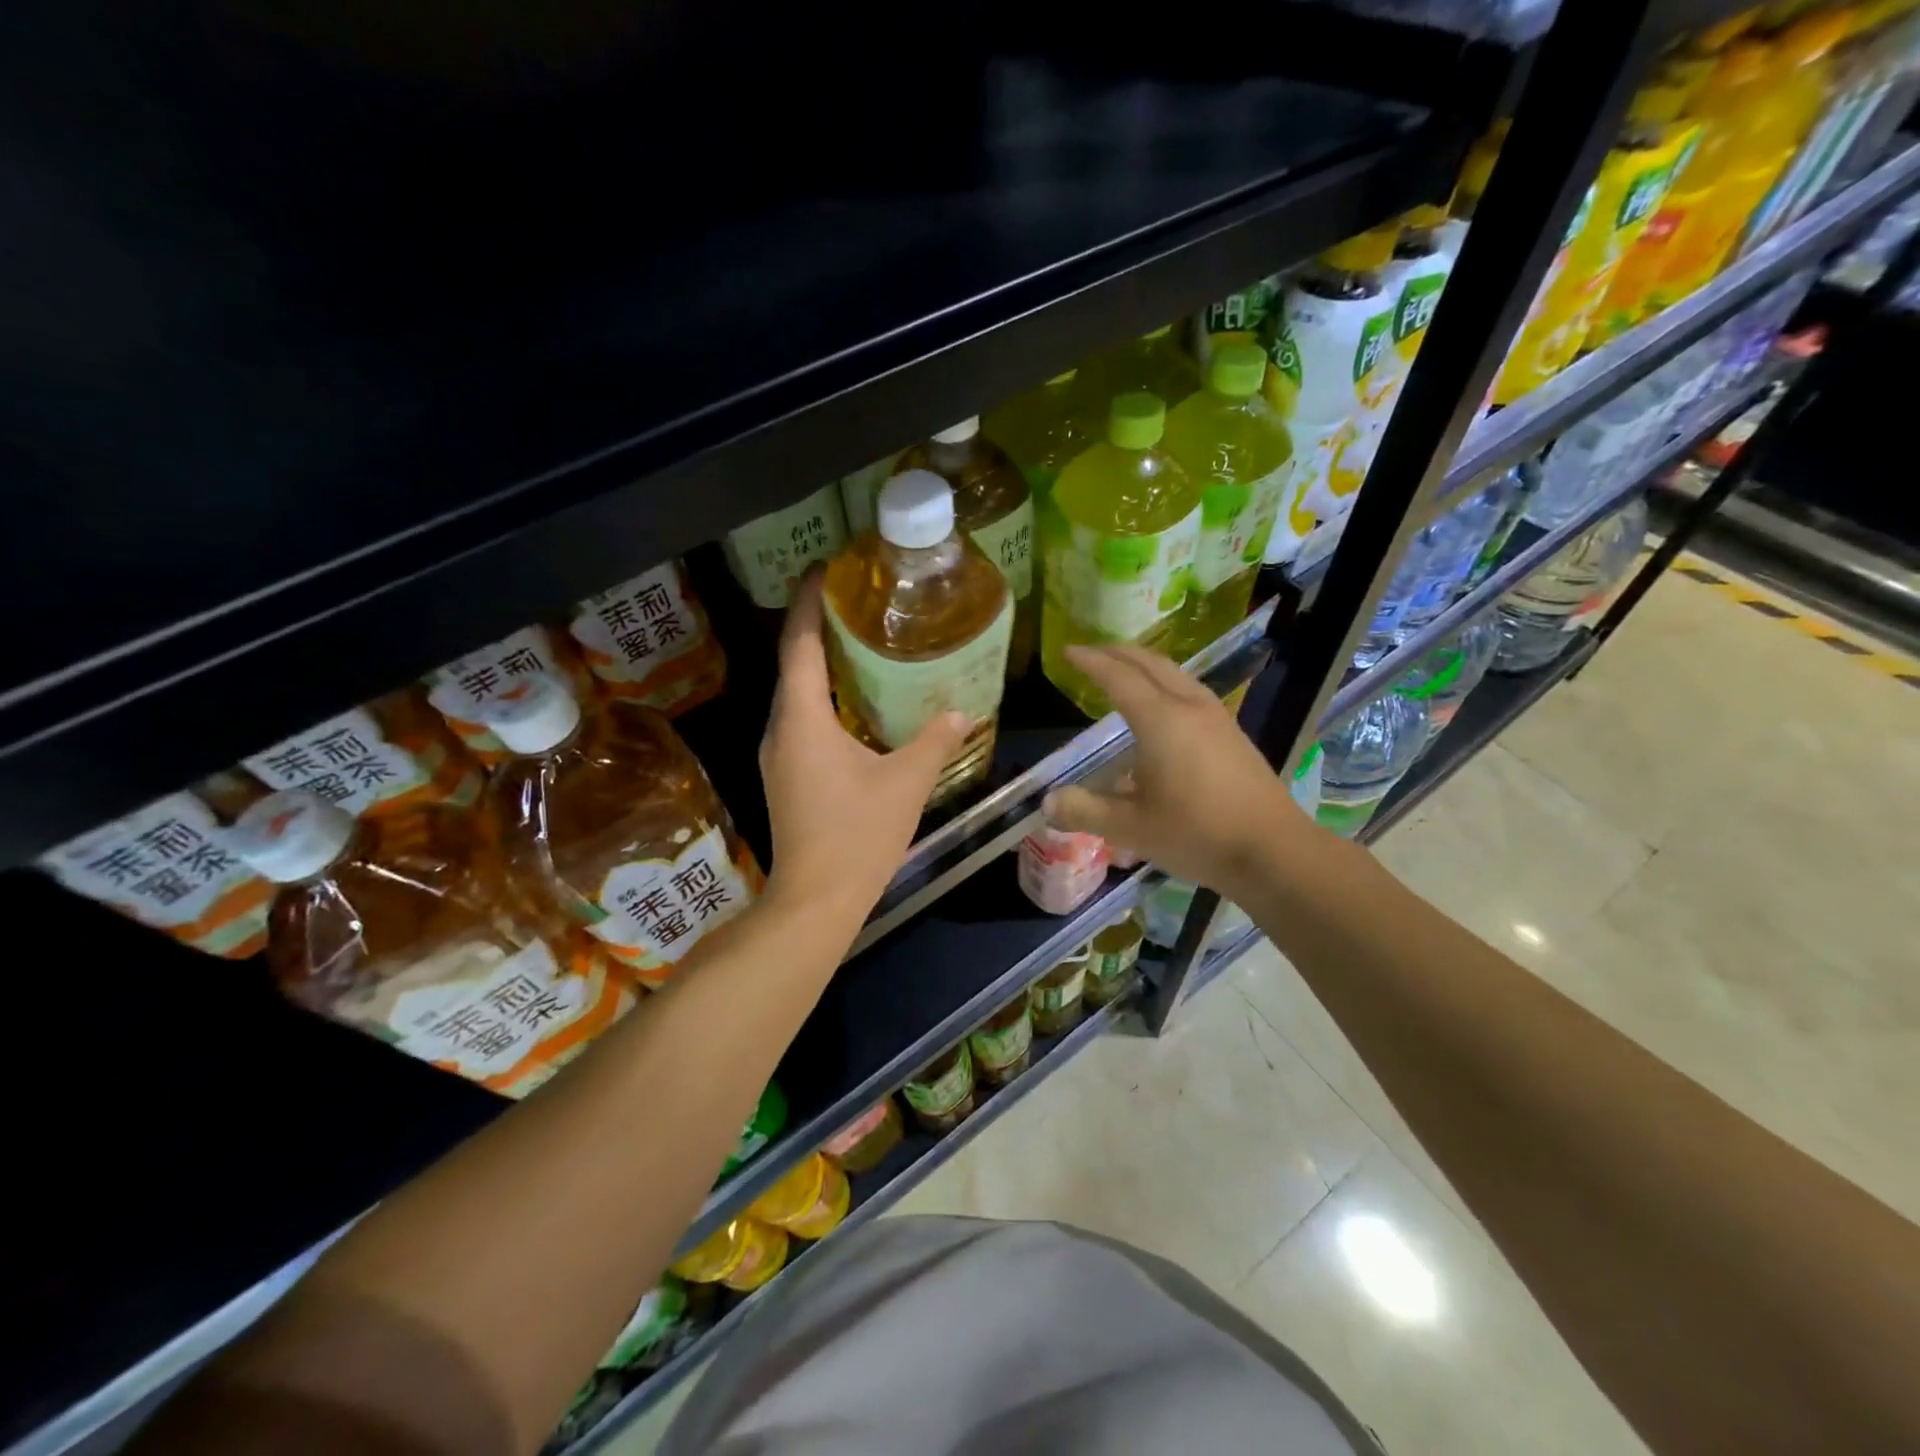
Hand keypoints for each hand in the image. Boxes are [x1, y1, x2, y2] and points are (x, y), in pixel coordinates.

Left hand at [758, 574, 966, 930]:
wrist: (815, 901)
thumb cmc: (857, 836)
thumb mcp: (906, 784)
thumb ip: (935, 742)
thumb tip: (963, 712)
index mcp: (802, 719)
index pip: (799, 644)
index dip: (808, 603)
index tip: (824, 569)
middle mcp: (781, 729)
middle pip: (794, 663)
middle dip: (818, 627)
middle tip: (856, 600)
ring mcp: (779, 754)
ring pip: (797, 694)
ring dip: (822, 664)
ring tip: (860, 642)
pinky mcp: (786, 776)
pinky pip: (802, 720)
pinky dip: (825, 699)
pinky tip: (857, 703)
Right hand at [1042, 644, 1310, 900]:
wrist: (1273, 850)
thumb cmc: (1197, 834)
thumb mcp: (1131, 828)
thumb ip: (1085, 811)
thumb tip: (1047, 803)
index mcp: (1161, 720)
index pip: (1118, 678)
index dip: (1091, 662)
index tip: (1068, 651)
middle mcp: (1189, 707)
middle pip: (1150, 663)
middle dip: (1118, 653)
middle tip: (1092, 653)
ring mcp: (1217, 718)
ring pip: (1176, 674)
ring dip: (1145, 666)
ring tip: (1124, 673)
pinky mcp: (1232, 734)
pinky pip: (1190, 691)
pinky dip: (1165, 684)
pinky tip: (1162, 710)